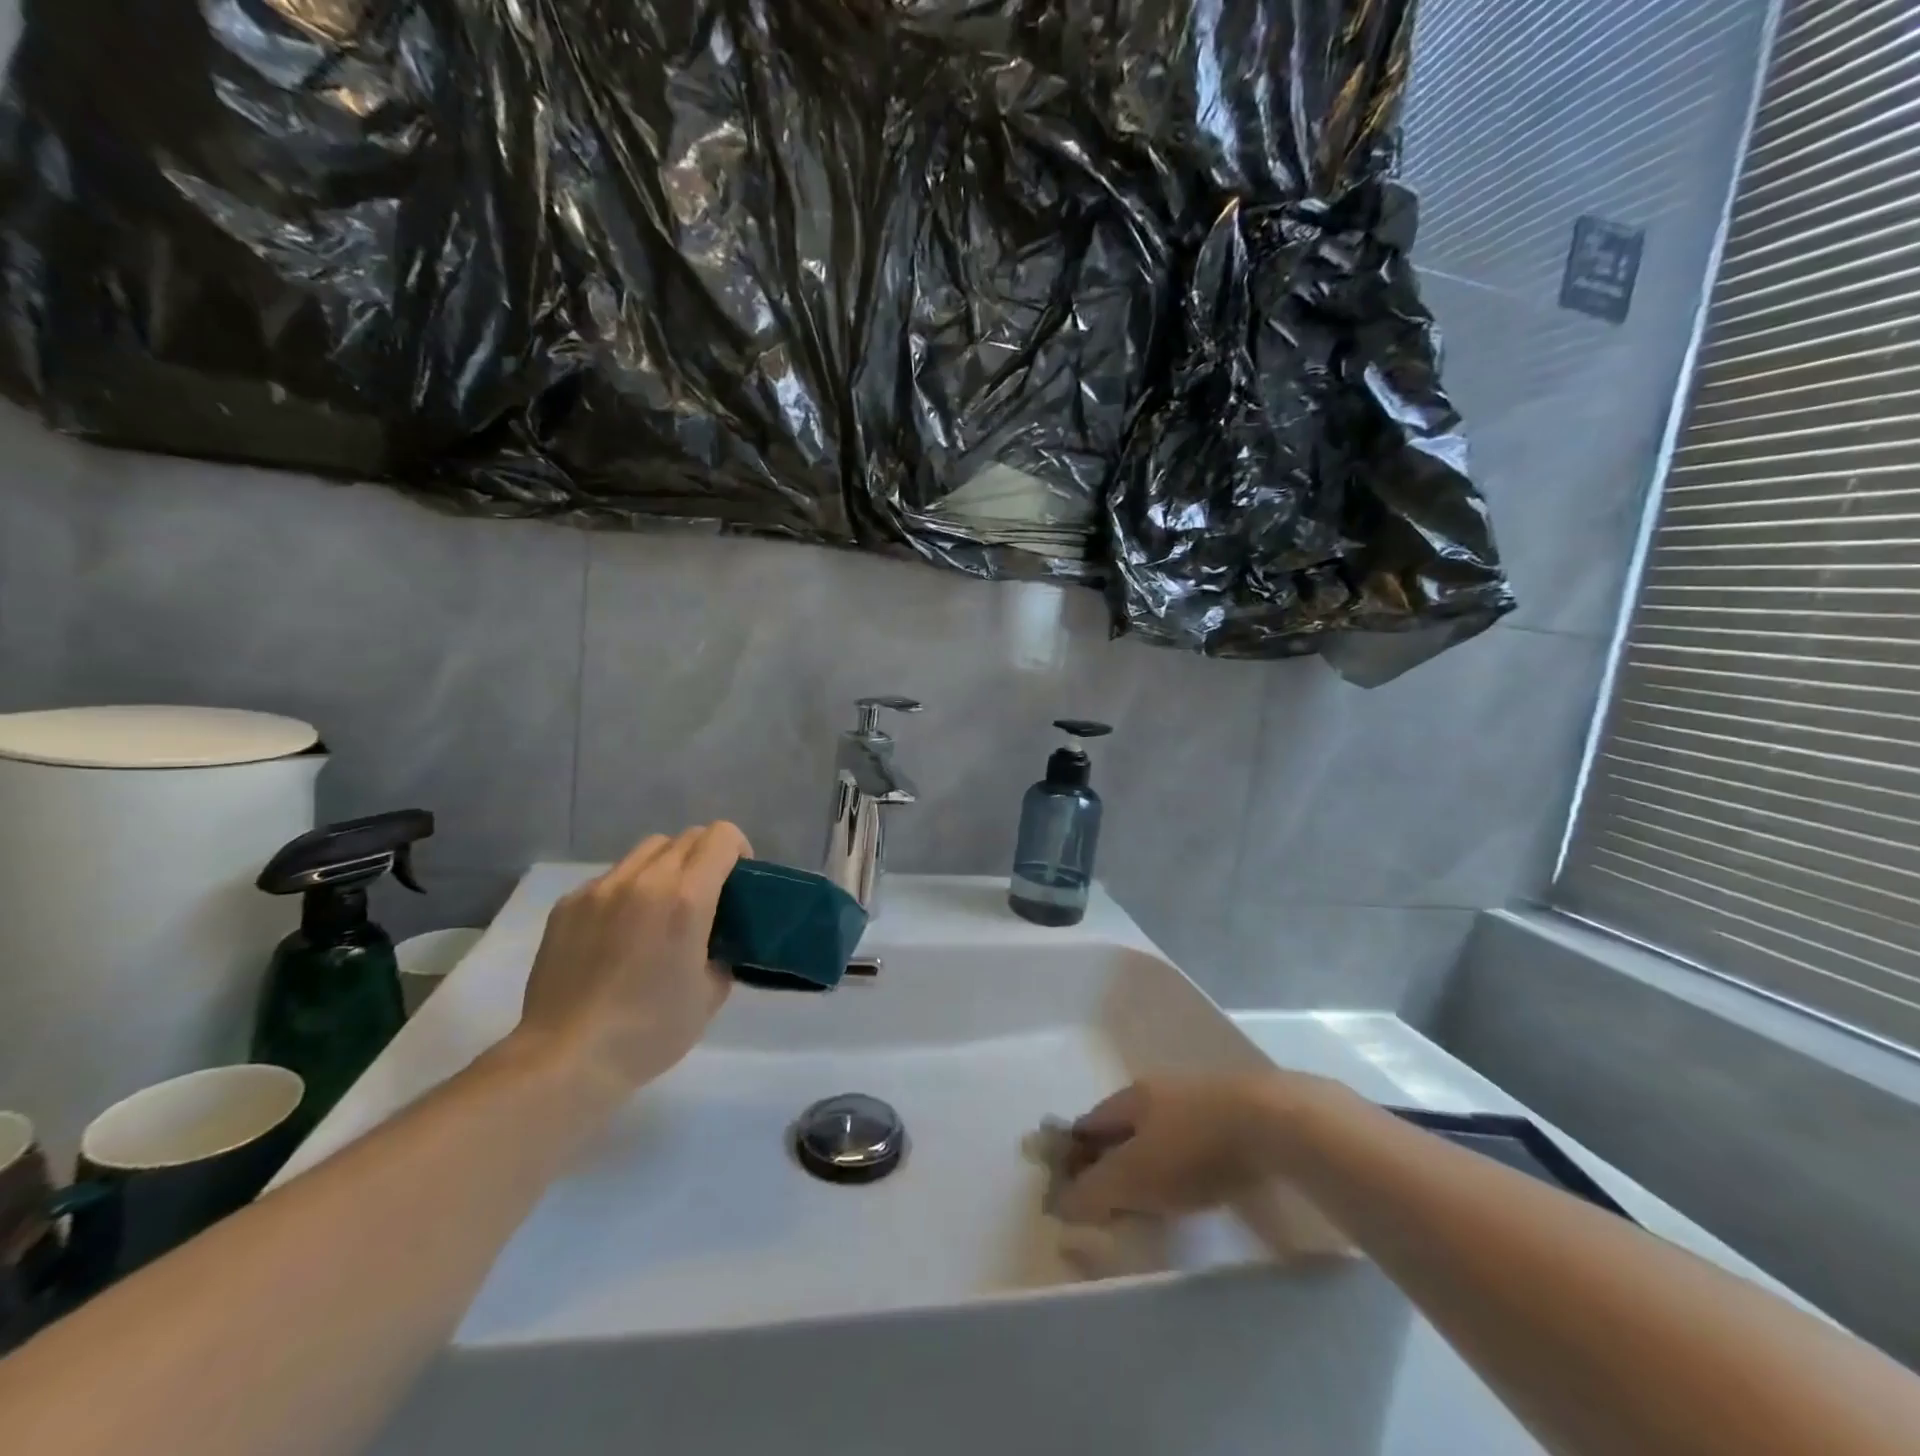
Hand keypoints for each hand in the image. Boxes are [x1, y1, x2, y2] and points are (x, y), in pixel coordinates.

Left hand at [511, 823, 750, 1093]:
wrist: (566, 1058)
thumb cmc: (649, 1031)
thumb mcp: (711, 994)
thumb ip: (722, 950)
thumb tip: (716, 941)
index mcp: (687, 897)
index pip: (722, 837)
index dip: (738, 850)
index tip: (738, 881)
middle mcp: (645, 880)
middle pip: (686, 837)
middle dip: (705, 858)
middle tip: (705, 897)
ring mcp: (601, 889)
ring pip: (646, 851)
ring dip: (666, 867)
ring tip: (661, 909)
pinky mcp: (568, 904)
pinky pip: (610, 878)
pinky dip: (627, 891)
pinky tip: (619, 933)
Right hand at [1054, 1072, 1324, 1223]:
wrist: (1276, 1124)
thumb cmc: (1194, 1148)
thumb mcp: (1135, 1176)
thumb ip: (1094, 1190)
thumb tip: (1059, 1202)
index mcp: (1131, 1096)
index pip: (1090, 1124)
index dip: (1076, 1154)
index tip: (1071, 1188)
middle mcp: (1160, 1089)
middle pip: (1125, 1126)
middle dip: (1114, 1158)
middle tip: (1111, 1199)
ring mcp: (1201, 1098)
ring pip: (1162, 1132)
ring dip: (1151, 1161)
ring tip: (1154, 1197)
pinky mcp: (1236, 1116)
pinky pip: (1195, 1141)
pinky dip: (1185, 1163)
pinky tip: (1198, 1183)